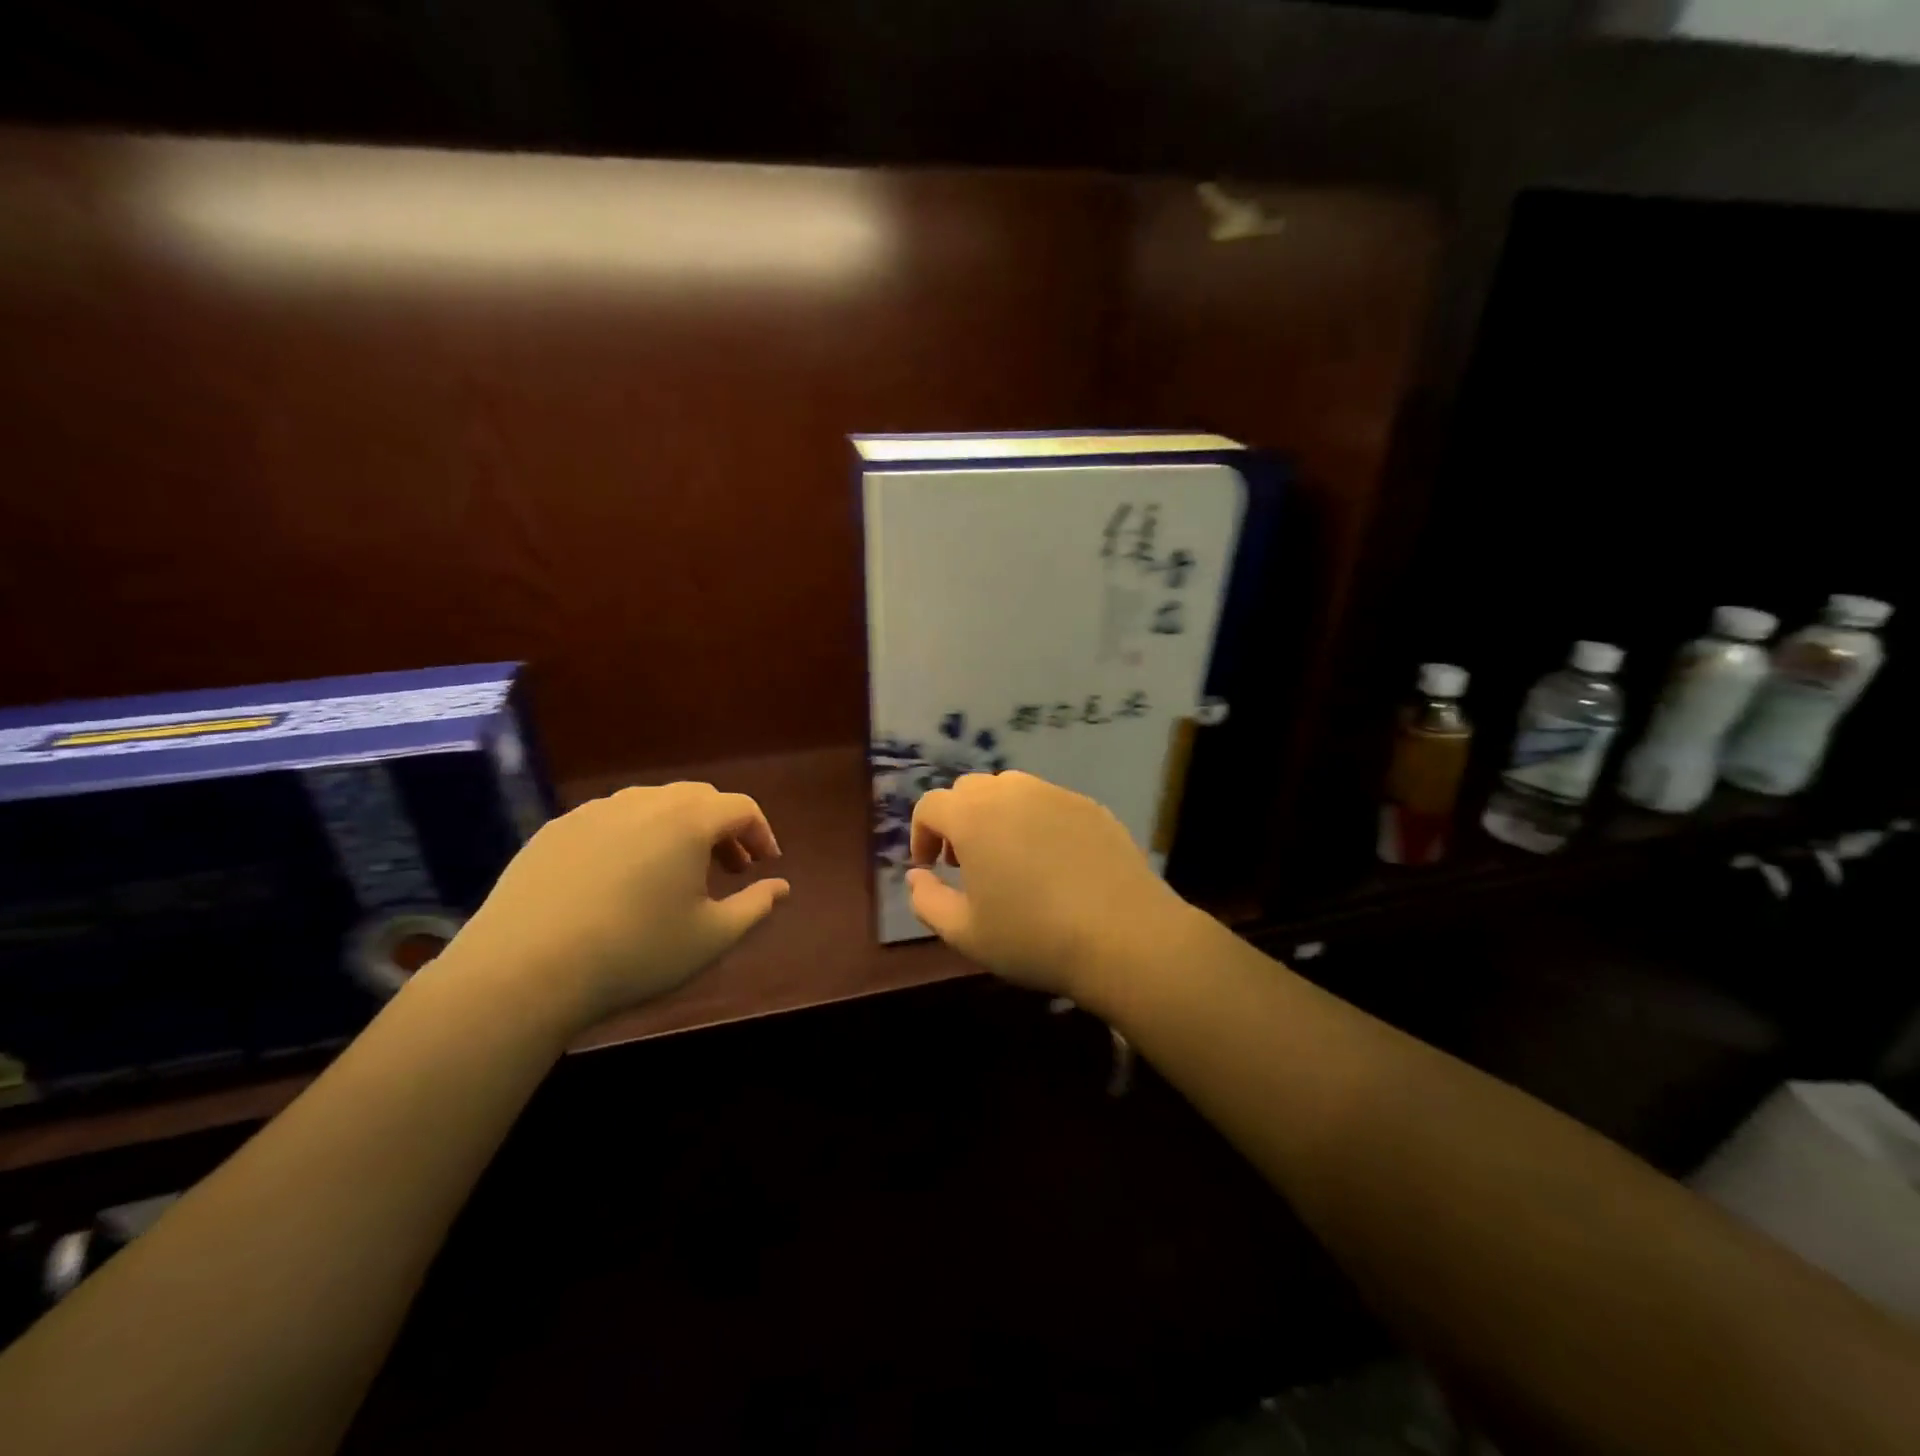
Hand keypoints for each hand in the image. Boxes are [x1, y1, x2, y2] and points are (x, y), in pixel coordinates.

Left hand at [449, 782, 788, 1030]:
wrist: (523, 970)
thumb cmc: (635, 952)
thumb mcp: (711, 938)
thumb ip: (755, 907)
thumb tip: (782, 886)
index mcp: (688, 821)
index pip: (741, 807)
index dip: (761, 832)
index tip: (766, 864)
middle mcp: (644, 802)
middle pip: (698, 798)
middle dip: (722, 828)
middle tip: (730, 867)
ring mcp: (594, 812)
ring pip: (652, 804)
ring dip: (678, 828)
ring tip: (677, 871)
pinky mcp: (555, 830)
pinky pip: (610, 819)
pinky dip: (633, 836)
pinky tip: (622, 877)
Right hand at [906, 771, 1193, 997]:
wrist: (1124, 936)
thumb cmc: (1033, 938)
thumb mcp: (964, 933)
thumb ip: (926, 900)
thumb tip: (917, 876)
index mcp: (973, 817)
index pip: (930, 805)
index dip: (922, 834)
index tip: (931, 867)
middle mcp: (1011, 792)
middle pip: (969, 790)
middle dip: (957, 820)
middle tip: (966, 862)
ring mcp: (1055, 794)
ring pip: (1010, 790)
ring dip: (996, 816)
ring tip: (1009, 858)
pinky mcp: (1090, 805)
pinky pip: (1048, 802)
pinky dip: (1036, 821)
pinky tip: (1053, 862)